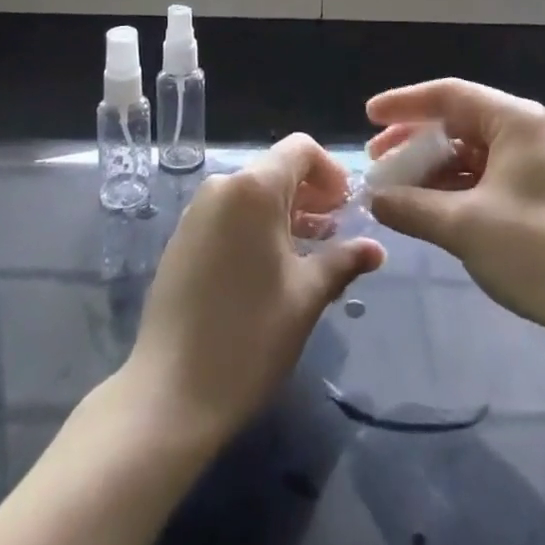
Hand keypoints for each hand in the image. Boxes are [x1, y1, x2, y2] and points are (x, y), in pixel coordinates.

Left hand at [123, 134, 383, 446]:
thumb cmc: (249, 338)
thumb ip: (343, 261)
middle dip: (311, 194)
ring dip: (285, 212)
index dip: (330, 172)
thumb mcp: (306, 297)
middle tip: (336, 234)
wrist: (168, 395)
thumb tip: (376, 249)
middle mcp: (222, 187)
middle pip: (276, 170)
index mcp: (254, 189)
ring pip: (252, 194)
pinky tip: (270, 269)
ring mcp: (197, 212)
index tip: (348, 208)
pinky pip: (229, 215)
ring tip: (309, 253)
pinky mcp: (182, 239)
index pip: (300, 149)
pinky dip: (256, 227)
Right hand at [365, 79, 544, 370]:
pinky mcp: (538, 199)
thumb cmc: (543, 253)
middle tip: (377, 163)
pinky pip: (484, 180)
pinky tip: (428, 211)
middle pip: (457, 123)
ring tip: (395, 192)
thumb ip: (414, 207)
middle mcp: (525, 133)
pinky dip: (453, 191)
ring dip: (432, 171)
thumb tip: (375, 198)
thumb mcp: (467, 228)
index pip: (448, 94)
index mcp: (514, 120)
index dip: (404, 104)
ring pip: (469, 155)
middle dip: (414, 142)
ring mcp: (534, 167)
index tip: (367, 117)